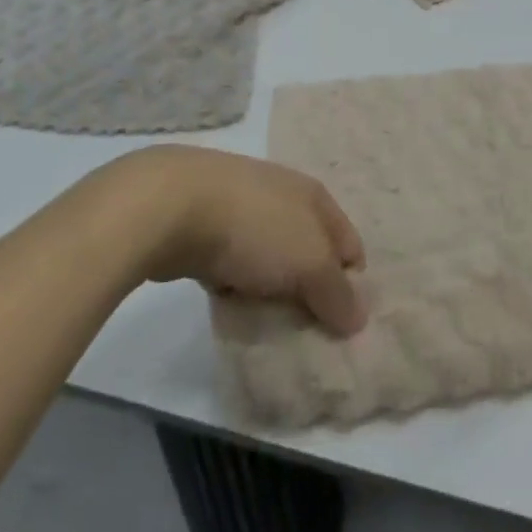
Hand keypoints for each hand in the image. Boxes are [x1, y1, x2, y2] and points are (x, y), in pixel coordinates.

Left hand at [121, 146, 368, 335]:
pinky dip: (237, 287)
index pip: (349, 246)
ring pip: (272, 261)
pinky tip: (231, 309)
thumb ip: (337, 293)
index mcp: (315, 196)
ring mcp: (244, 209)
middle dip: (309, 294)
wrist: (172, 206)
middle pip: (310, 254)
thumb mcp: (310, 263)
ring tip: (268, 327)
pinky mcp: (209, 226)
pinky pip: (236, 265)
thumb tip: (359, 317)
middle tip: (306, 335)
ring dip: (271, 293)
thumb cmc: (254, 228)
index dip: (350, 287)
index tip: (340, 327)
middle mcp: (284, 196)